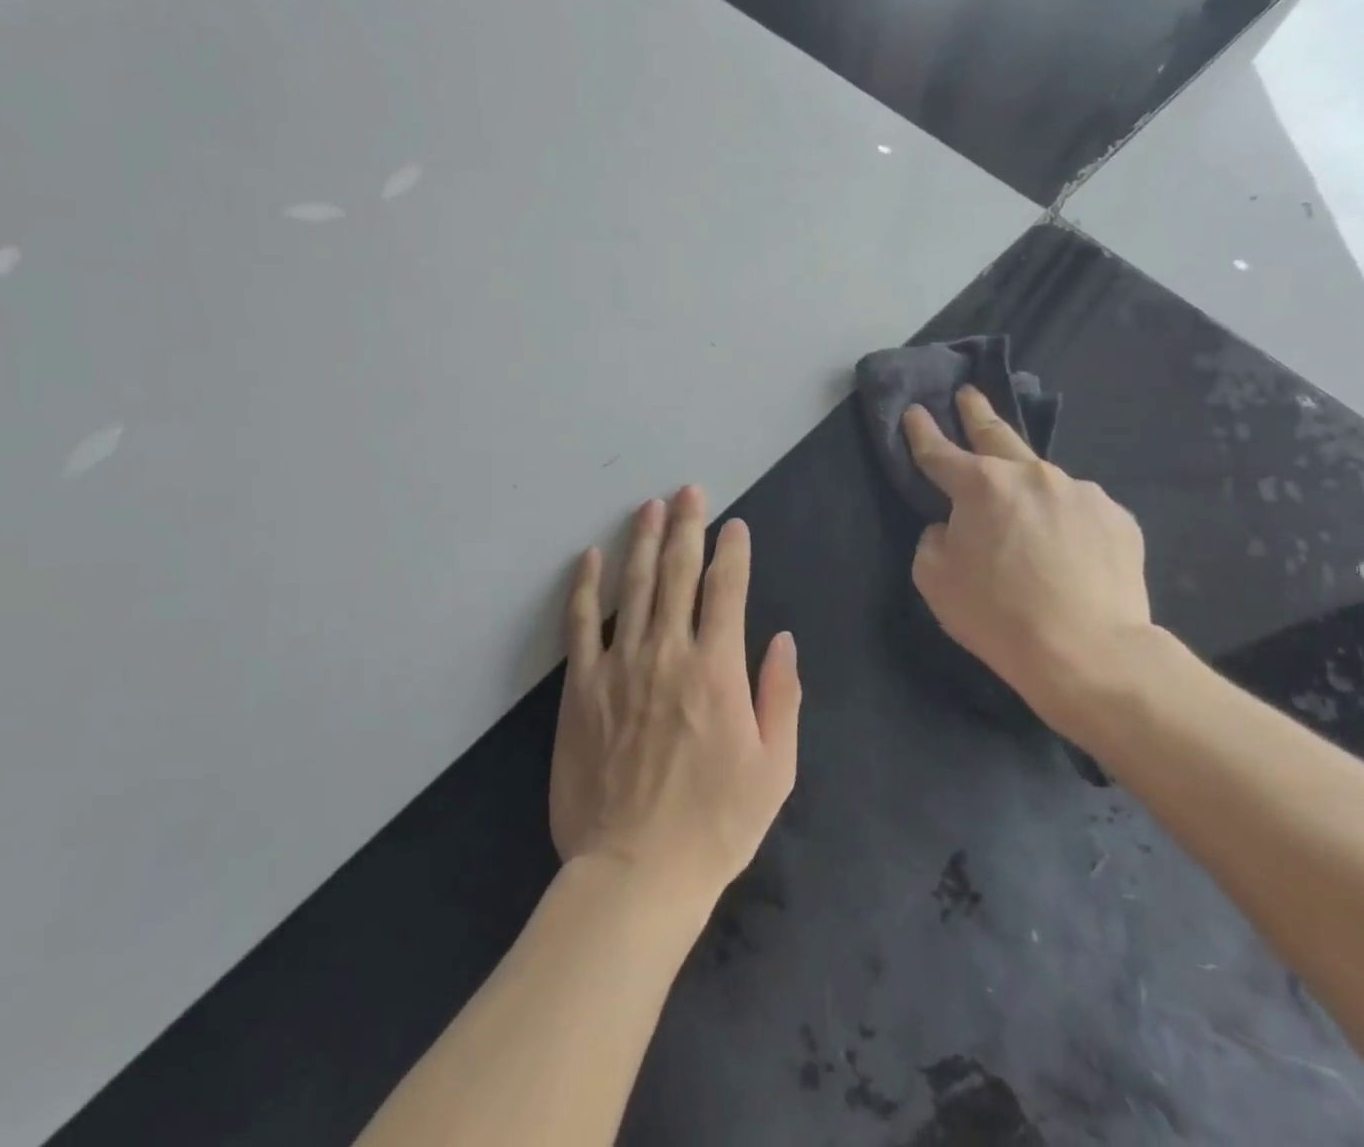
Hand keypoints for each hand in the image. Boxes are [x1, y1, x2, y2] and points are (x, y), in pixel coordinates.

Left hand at [551, 486, 801, 915]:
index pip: (727, 590)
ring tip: (649, 507)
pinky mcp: (582, 687)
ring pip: (633, 586)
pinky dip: (586, 587)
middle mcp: (668, 653)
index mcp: (717, 669)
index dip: (733, 551)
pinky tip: (590, 558)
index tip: (735, 526)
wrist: (635, 872)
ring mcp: (620, 666)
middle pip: (678, 573)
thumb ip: (781, 696)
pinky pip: (582, 624)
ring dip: (642, 541)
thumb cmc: (715, 825)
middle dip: (687, 526)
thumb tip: (781, 638)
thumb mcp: (775, 769)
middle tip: (689, 491)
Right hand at [903, 387, 1155, 741]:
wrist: (1089, 653)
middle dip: (977, 412)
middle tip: (969, 394)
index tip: (914, 411)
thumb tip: (952, 526)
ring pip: (1043, 480)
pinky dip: (1065, 520)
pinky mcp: (1117, 517)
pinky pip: (1078, 510)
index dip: (921, 431)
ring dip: (1028, 487)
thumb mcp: (935, 579)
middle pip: (997, 433)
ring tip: (1028, 519)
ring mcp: (1080, 491)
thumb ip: (935, 539)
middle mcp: (1031, 474)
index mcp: (981, 485)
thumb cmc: (998, 615)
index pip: (939, 451)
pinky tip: (1067, 550)